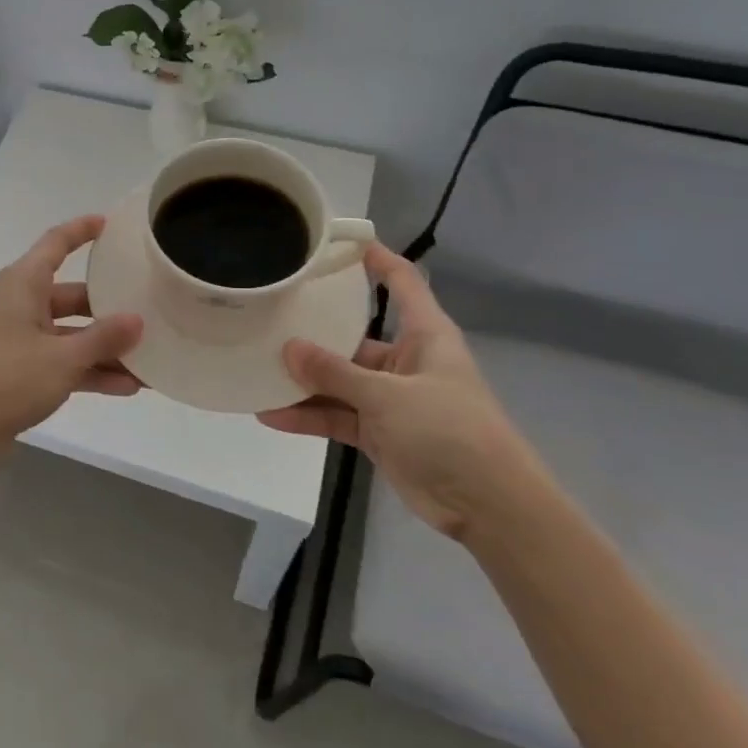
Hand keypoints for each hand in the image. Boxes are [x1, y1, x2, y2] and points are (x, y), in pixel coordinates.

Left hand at [0, 215, 143, 450]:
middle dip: (110, 307)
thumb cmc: (8, 378)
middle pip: (73, 294)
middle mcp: (22, 303)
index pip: (56, 243)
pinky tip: (127, 387)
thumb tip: (137, 320)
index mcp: (24, 283)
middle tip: (149, 308)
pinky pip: (65, 360)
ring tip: (149, 358)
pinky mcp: (23, 368)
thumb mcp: (64, 357)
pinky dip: (91, 370)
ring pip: (72, 332)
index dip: (82, 230)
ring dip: (106, 346)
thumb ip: (104, 338)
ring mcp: (22, 337)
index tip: (111, 223)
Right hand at [257, 242, 546, 541]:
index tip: (337, 242)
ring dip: (303, 380)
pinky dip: (308, 416)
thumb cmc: (450, 431)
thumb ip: (336, 373)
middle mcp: (405, 360)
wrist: (489, 506)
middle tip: (269, 315)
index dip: (375, 258)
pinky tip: (271, 415)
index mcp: (425, 334)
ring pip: (339, 380)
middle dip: (313, 330)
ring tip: (257, 369)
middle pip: (353, 334)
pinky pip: (337, 416)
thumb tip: (288, 348)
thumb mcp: (389, 396)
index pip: (402, 281)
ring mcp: (390, 398)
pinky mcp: (379, 432)